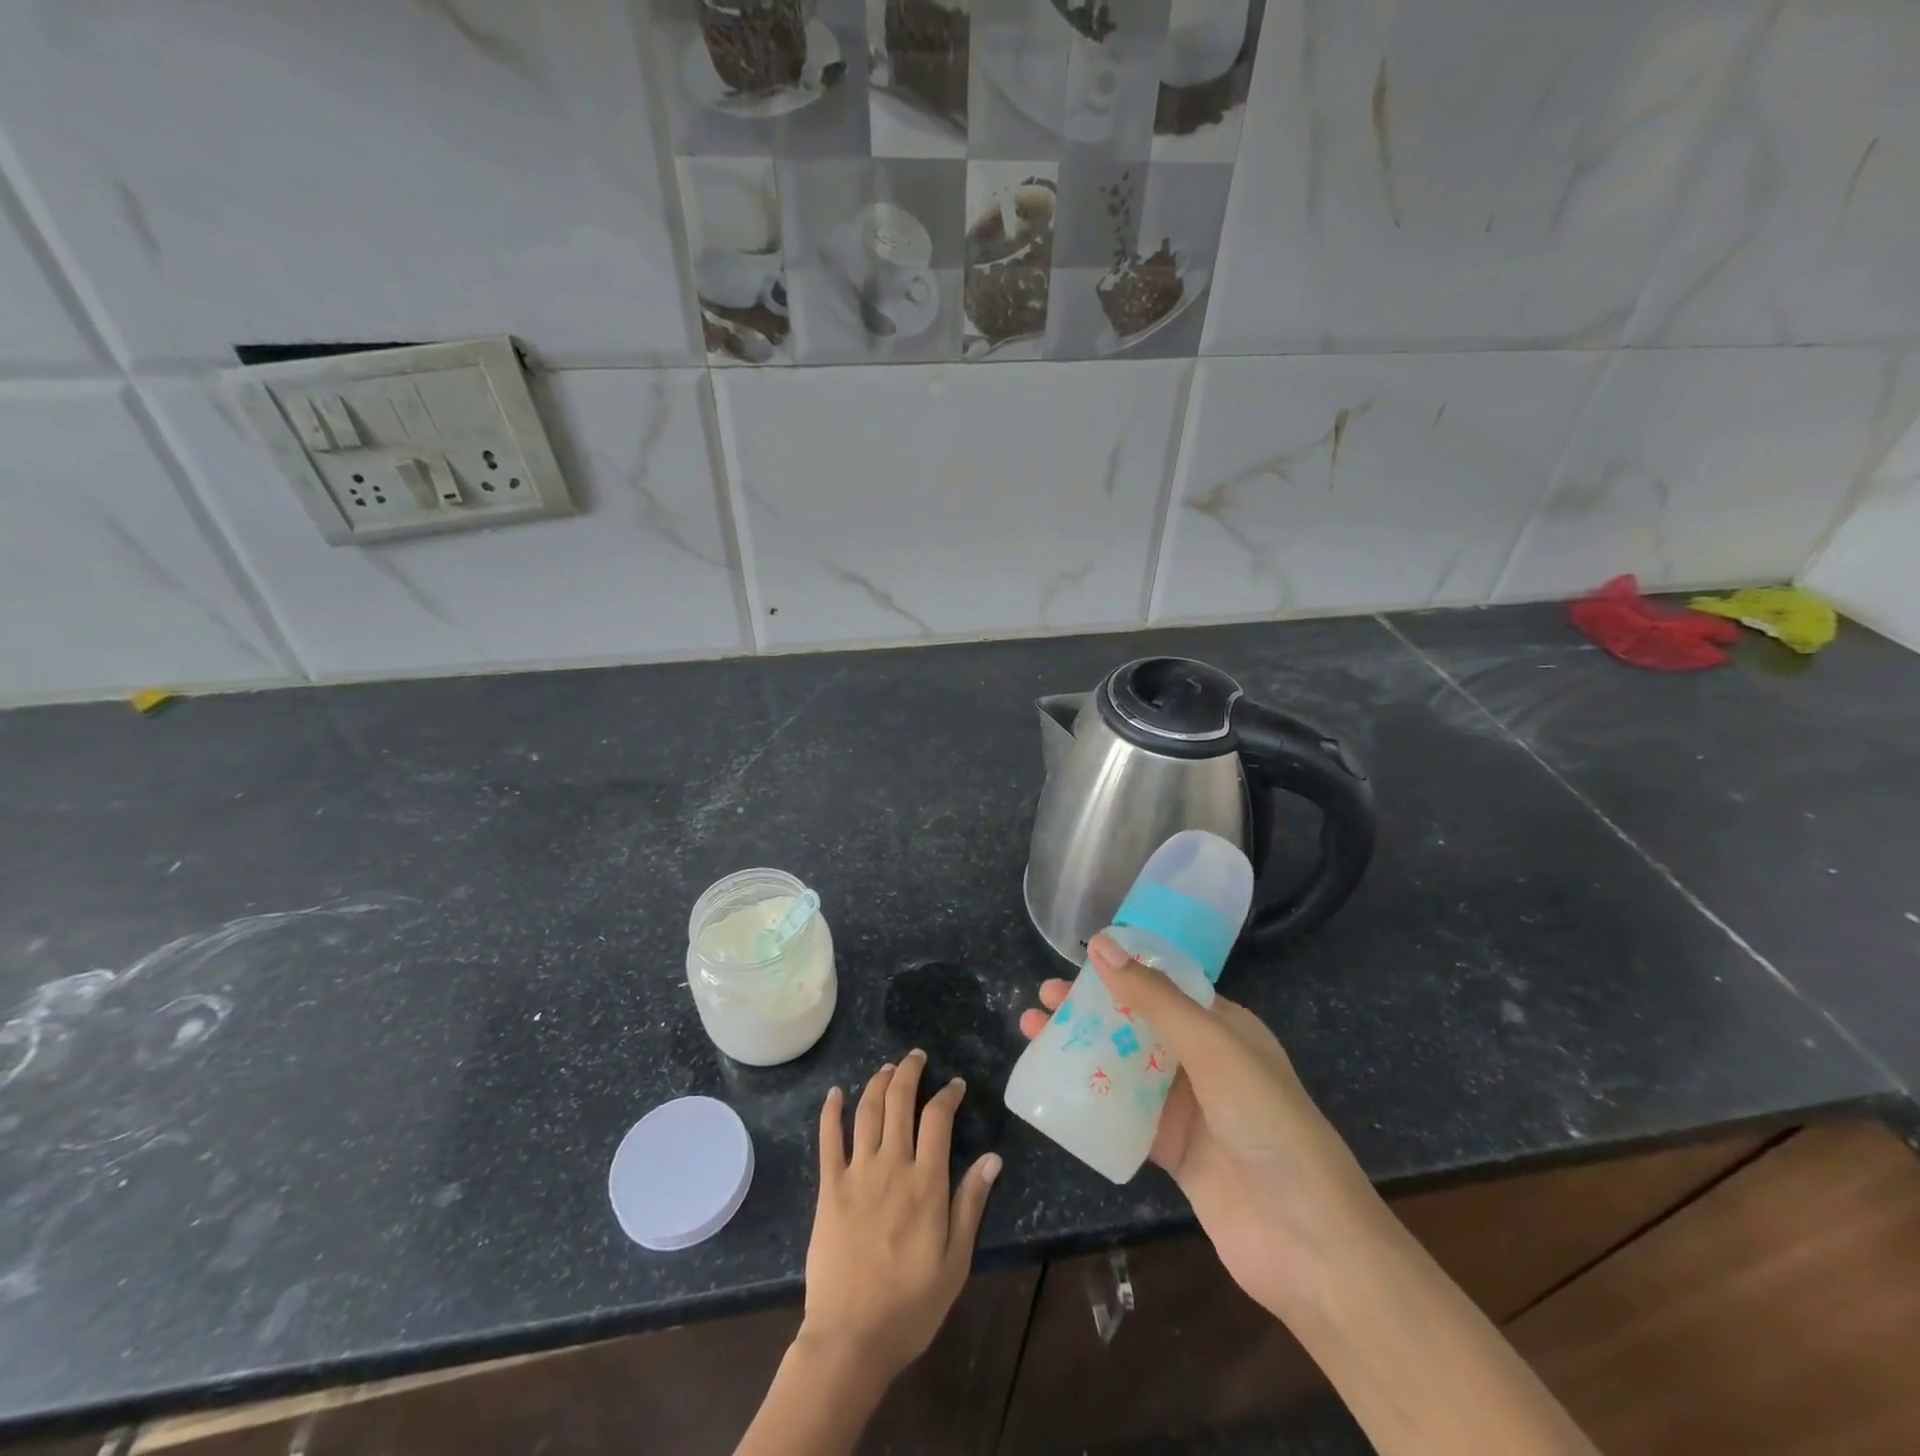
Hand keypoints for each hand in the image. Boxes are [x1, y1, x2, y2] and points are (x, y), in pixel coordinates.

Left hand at [801, 1051, 1001, 1381]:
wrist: (850, 1338)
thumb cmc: (910, 1305)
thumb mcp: (956, 1261)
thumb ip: (971, 1204)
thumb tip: (992, 1157)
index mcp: (926, 1183)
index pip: (938, 1119)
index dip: (947, 1094)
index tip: (955, 1085)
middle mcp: (892, 1166)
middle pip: (899, 1101)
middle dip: (910, 1072)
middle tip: (917, 1057)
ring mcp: (857, 1173)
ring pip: (867, 1110)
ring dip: (878, 1082)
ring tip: (887, 1067)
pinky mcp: (829, 1188)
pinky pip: (828, 1139)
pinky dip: (831, 1111)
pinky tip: (835, 1093)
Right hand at [1019, 934, 1373, 1317]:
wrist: (1307, 1241)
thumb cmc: (1266, 1123)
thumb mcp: (1212, 1047)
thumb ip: (1154, 998)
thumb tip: (1102, 944)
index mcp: (1222, 1026)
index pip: (1163, 985)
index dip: (1120, 970)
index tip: (1073, 961)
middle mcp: (1203, 1060)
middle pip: (1136, 1023)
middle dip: (1089, 1008)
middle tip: (1043, 998)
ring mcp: (1186, 1107)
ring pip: (1123, 1065)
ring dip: (1081, 1048)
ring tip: (1032, 1032)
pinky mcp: (1170, 1149)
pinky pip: (1122, 1113)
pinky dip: (1090, 1097)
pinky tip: (1053, 1087)